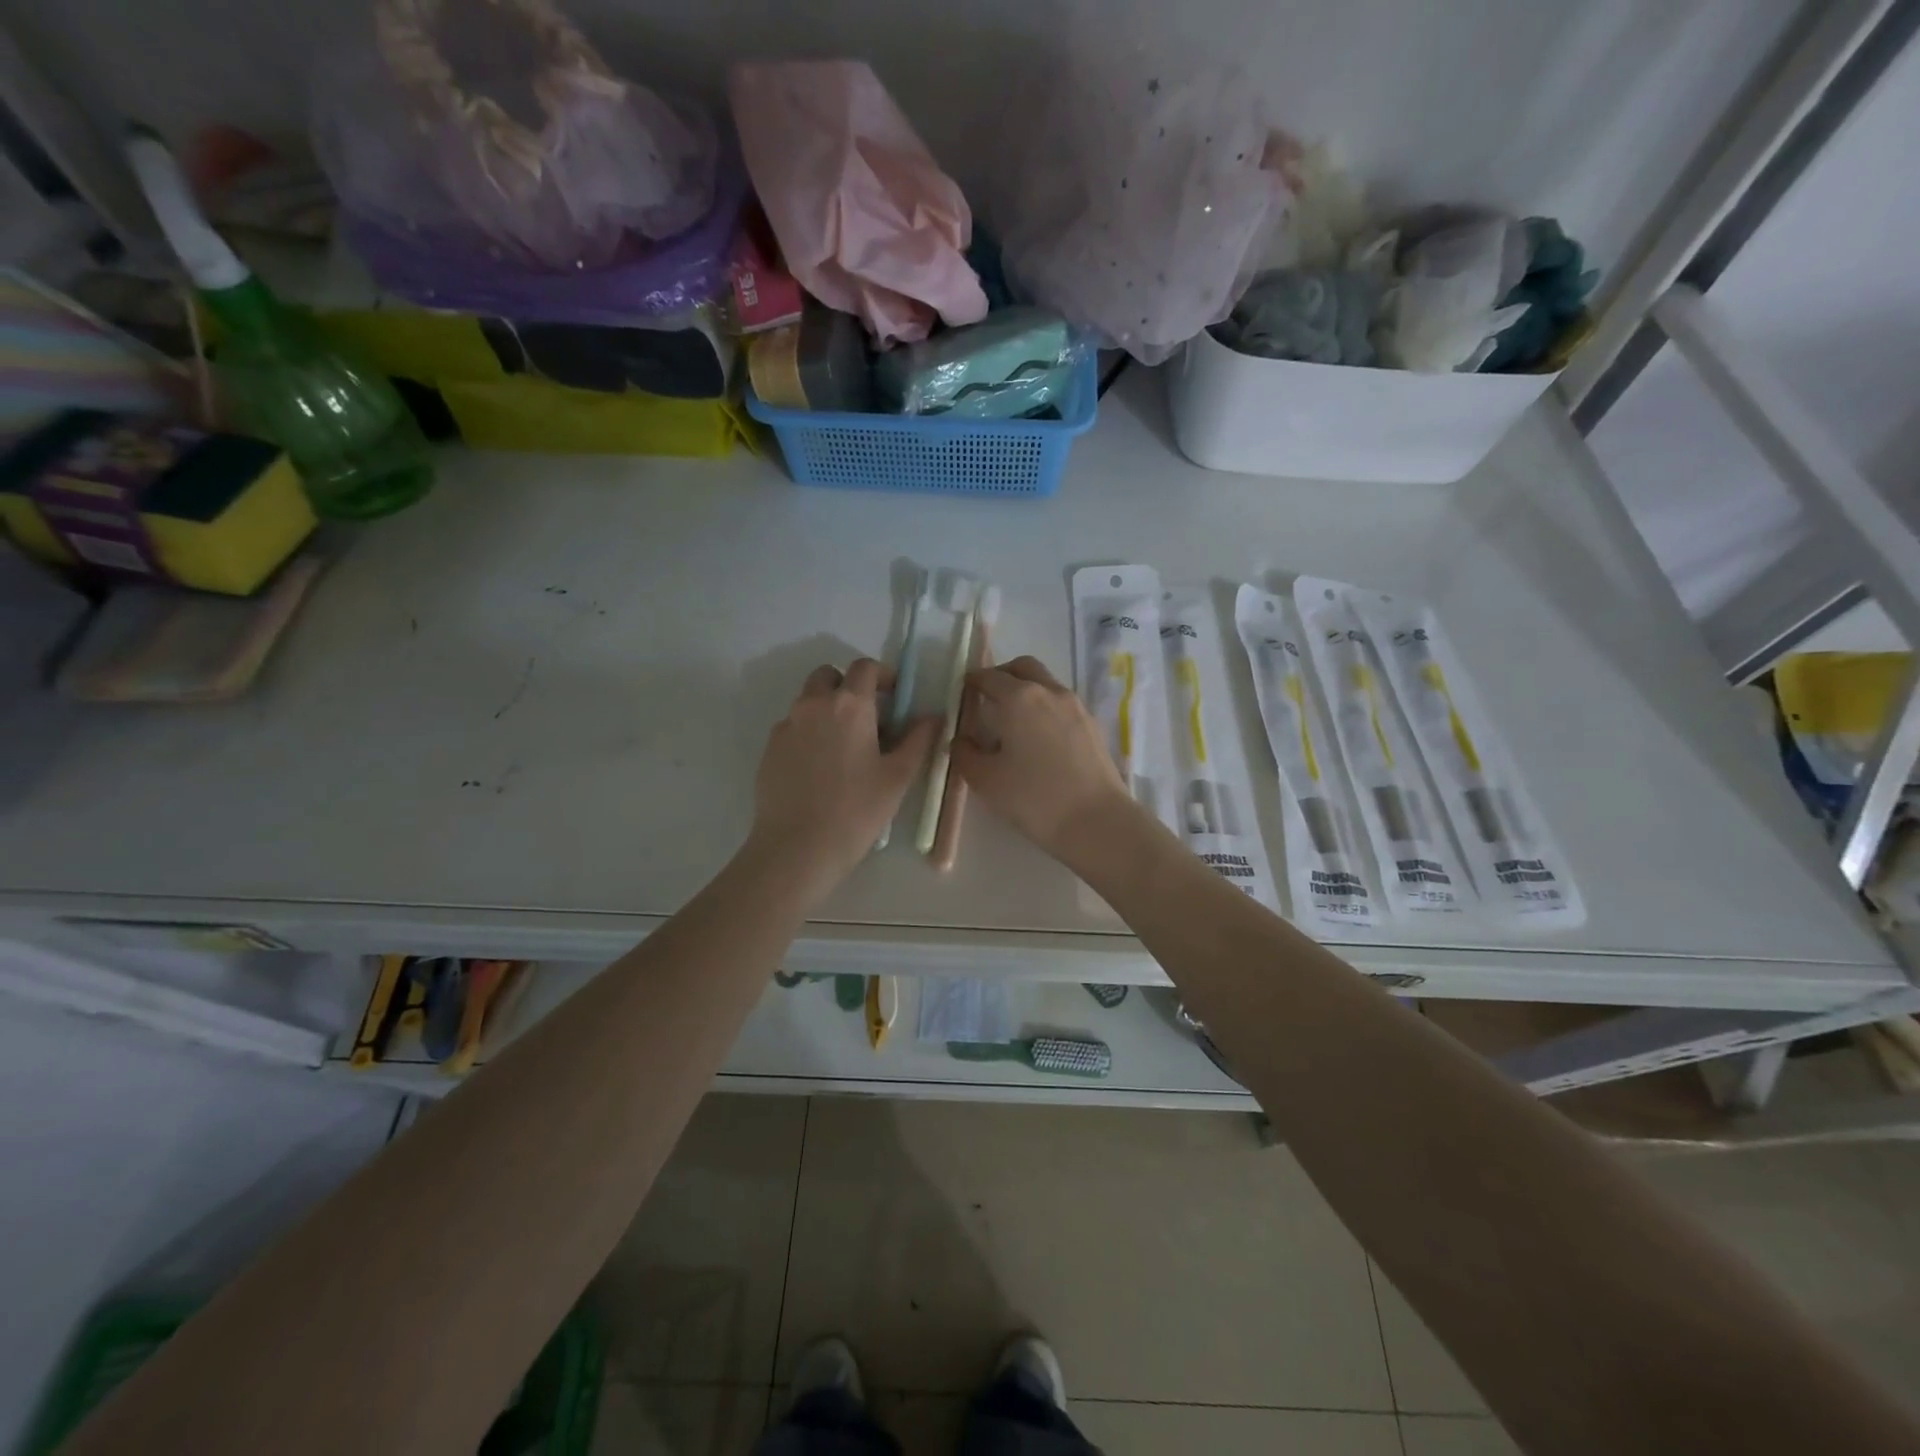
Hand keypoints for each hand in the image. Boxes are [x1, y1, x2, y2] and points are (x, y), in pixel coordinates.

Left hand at [747, 658, 936, 901]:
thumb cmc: (856, 811)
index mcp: (849, 705)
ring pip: (808, 700)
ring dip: (828, 708)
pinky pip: (793, 727)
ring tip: (844, 746)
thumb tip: (933, 716)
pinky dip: (809, 732)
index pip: (865, 668)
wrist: (797, 848)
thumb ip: (919, 739)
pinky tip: (820, 768)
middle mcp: (813, 705)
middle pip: (829, 675)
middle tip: (867, 717)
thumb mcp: (898, 776)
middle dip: (848, 686)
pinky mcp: (769, 748)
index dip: (883, 675)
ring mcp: (786, 726)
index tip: (895, 696)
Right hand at [952, 655, 1143, 863]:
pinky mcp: (1093, 726)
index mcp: (1019, 698)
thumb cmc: (1033, 798)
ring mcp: (1076, 707)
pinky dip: (1046, 708)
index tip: (963, 692)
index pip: (989, 677)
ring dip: (1027, 691)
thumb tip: (961, 740)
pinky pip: (1062, 705)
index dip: (973, 682)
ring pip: (1046, 683)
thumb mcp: (985, 780)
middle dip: (1003, 674)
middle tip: (988, 696)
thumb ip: (965, 754)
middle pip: (1023, 668)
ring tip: (1013, 722)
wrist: (1096, 821)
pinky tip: (1039, 739)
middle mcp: (1049, 692)